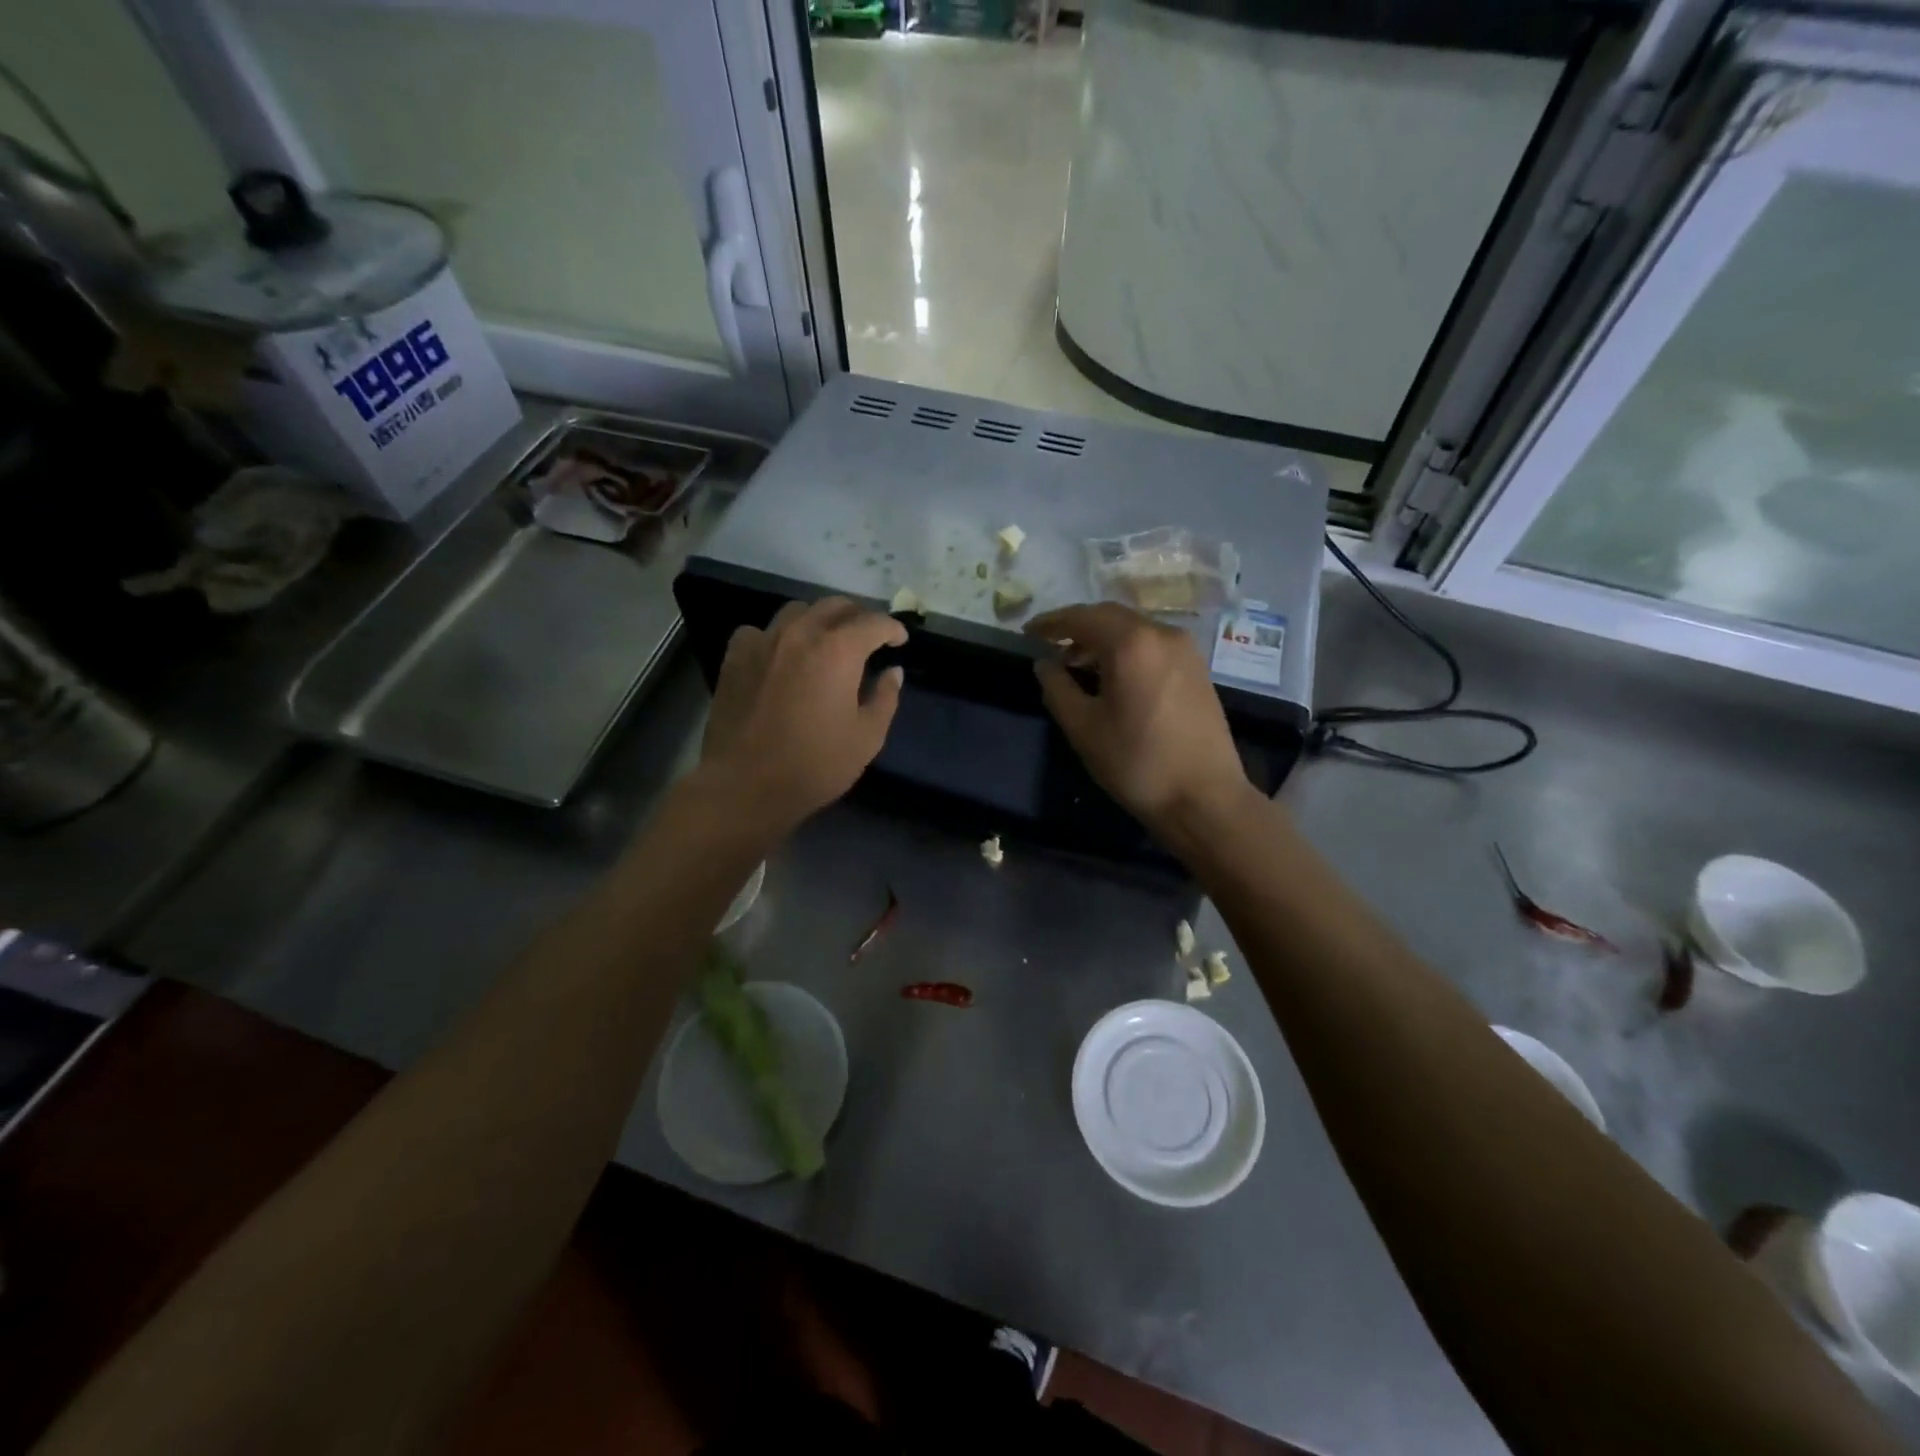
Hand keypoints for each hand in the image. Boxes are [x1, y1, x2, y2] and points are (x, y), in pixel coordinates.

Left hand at [702, 597, 906, 831]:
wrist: (745, 784)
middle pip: (835, 606)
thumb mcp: (867, 738)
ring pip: (797, 611)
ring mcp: (764, 641)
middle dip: (858, 616)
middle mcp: (801, 633)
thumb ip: (885, 698)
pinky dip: (778, 636)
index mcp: (838, 650)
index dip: (892, 628)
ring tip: (826, 641)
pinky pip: (761, 631)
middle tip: (868, 637)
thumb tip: (893, 672)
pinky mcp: (736, 656)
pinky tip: (781, 655)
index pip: (874, 622)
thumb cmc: (815, 765)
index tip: (899, 641)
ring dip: (819, 620)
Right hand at [1026, 602, 1255, 835]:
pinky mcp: (1197, 669)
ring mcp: (1186, 650)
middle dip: (1077, 627)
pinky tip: (1112, 676)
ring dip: (1102, 639)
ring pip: (1134, 629)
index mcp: (1132, 643)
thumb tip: (1044, 663)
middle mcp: (1162, 634)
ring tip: (1077, 664)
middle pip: (1111, 616)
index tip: (1027, 633)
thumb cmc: (1137, 763)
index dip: (1051, 622)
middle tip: (1050, 646)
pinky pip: (1153, 645)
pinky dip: (1126, 650)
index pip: (1082, 617)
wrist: (1205, 798)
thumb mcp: (1084, 728)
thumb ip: (1057, 688)